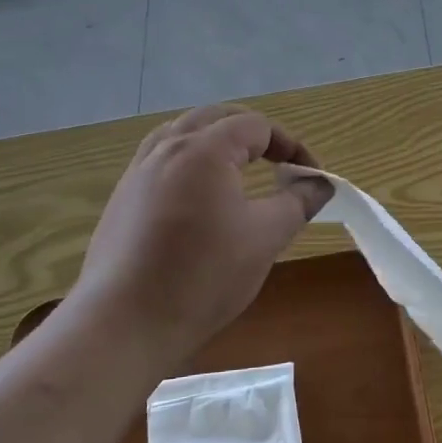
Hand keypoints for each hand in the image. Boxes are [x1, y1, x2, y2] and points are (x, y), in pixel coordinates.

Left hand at [64, 105, 331, 364]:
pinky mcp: (122, 198)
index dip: (291, 146)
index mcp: (204, 150)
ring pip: (184, 133)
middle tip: (280, 162)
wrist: (124, 324)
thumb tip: (320, 183)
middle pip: (217, 118)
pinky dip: (190, 161)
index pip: (257, 126)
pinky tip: (198, 196)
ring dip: (218, 141)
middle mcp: (167, 148)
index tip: (311, 177)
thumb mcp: (265, 238)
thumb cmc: (203, 277)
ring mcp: (138, 172)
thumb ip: (298, 202)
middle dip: (255, 134)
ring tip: (239, 168)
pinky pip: (161, 158)